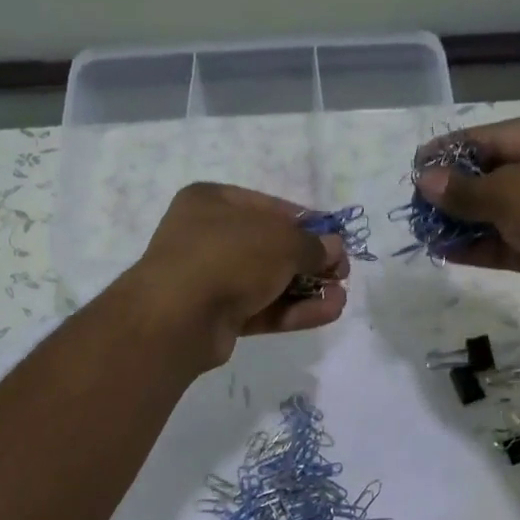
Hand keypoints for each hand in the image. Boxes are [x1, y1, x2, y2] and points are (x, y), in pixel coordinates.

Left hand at [123, 183, 349, 366]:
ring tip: (341, 298)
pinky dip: (292, 311)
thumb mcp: (280, 240)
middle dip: (310, 262)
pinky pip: (261, 309)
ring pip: (267, 282)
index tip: (337, 240)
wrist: (178, 317)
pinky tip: (327, 313)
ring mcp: (210, 279)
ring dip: (306, 290)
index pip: (270, 208)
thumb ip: (311, 245)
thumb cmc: (228, 257)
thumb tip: (333, 249)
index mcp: (212, 201)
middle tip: (342, 274)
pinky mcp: (217, 317)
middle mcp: (208, 236)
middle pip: (270, 248)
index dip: (308, 224)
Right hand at [412, 113, 519, 323]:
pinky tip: (448, 253)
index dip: (454, 149)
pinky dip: (484, 247)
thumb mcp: (512, 193)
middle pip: (500, 174)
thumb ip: (465, 190)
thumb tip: (425, 181)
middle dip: (457, 191)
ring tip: (425, 232)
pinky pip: (514, 243)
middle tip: (417, 204)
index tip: (416, 164)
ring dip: (466, 223)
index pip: (498, 136)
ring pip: (505, 213)